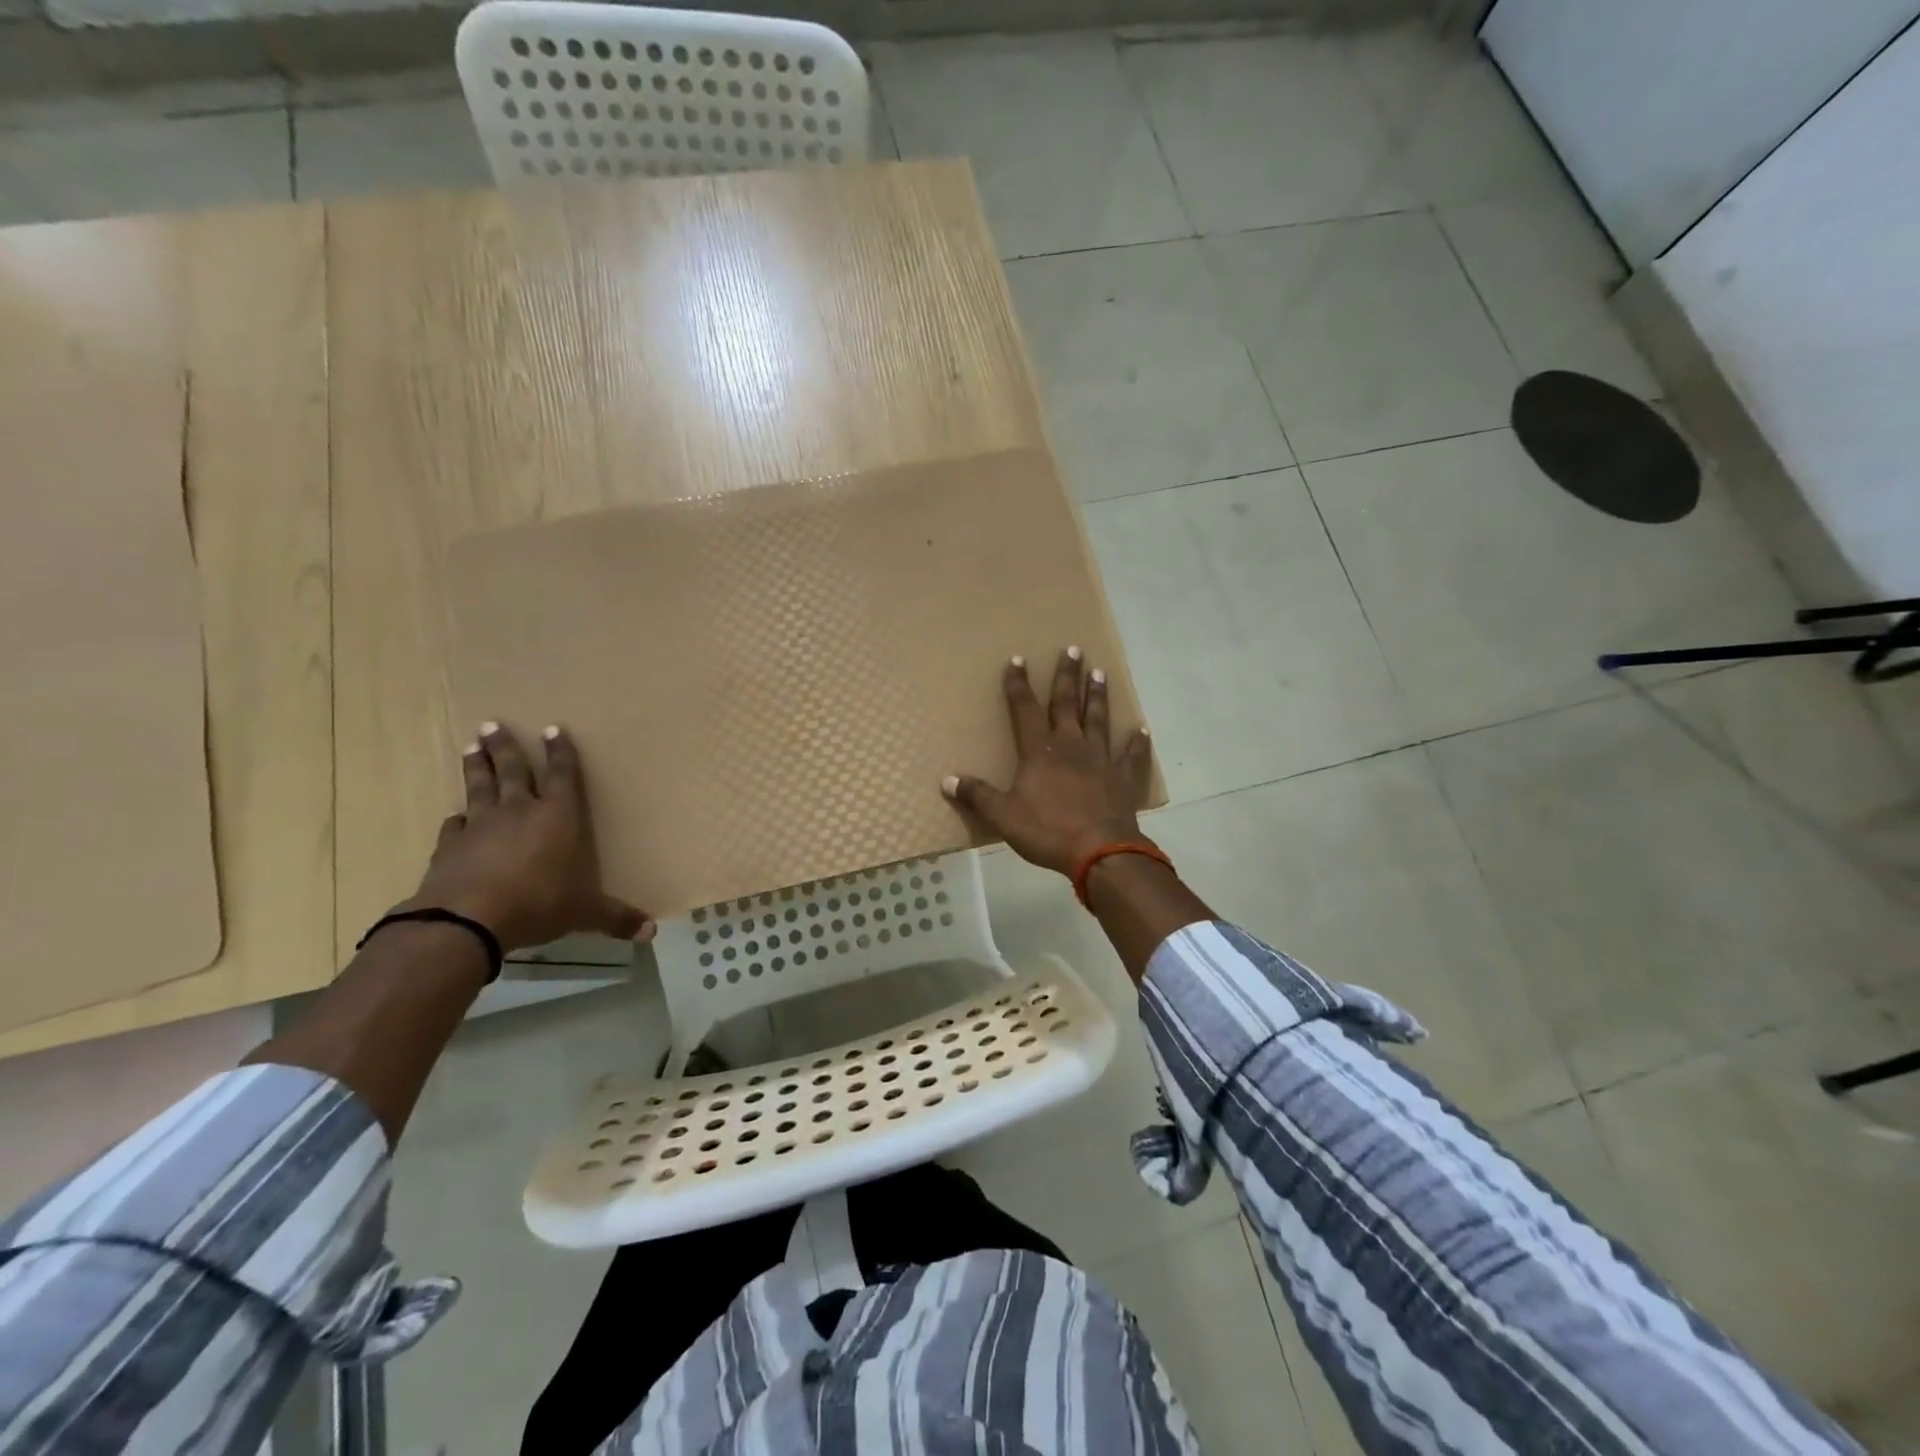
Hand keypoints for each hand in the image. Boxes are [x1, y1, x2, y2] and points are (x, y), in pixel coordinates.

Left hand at [402, 722, 653, 952]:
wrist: (468, 918)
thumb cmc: (539, 903)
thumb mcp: (585, 912)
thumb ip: (616, 918)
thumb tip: (652, 933)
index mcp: (558, 818)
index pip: (563, 776)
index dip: (561, 753)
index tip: (552, 729)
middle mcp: (520, 812)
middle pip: (514, 771)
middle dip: (506, 747)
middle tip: (493, 724)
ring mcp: (481, 826)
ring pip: (480, 788)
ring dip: (478, 767)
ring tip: (472, 746)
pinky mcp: (451, 846)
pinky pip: (455, 825)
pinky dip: (457, 818)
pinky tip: (455, 816)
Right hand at [943, 647, 1154, 877]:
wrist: (1100, 851)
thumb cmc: (1047, 831)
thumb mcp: (1003, 816)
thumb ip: (977, 795)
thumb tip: (947, 780)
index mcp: (1040, 752)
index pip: (1025, 710)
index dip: (1019, 685)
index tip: (1018, 660)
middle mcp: (1071, 746)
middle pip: (1067, 704)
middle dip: (1067, 676)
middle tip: (1074, 649)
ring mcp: (1101, 760)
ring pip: (1098, 720)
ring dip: (1098, 696)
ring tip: (1100, 672)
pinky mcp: (1123, 778)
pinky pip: (1131, 756)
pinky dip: (1136, 743)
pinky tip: (1141, 730)